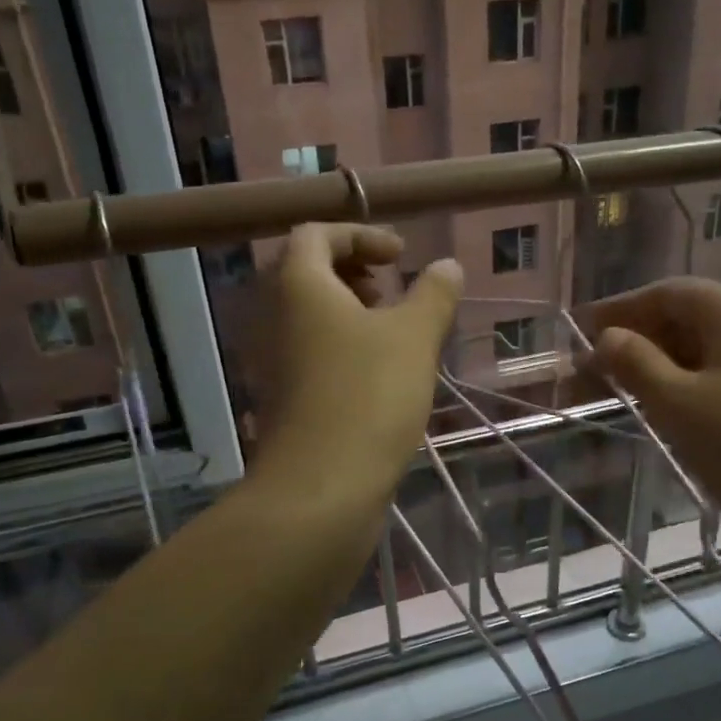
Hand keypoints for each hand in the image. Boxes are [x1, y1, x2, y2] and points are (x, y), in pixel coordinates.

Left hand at [254, 224, 461, 497]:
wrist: (321, 486)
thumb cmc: (368, 396)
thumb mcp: (413, 337)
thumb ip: (433, 294)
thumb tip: (448, 265)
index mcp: (298, 286)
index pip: (316, 234)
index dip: (360, 235)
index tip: (401, 257)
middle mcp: (274, 315)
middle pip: (306, 271)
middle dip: (353, 271)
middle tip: (392, 290)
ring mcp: (273, 358)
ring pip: (308, 314)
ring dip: (348, 309)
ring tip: (392, 332)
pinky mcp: (283, 395)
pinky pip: (308, 349)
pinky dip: (340, 344)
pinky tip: (378, 372)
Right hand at [585, 278, 720, 611]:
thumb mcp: (677, 404)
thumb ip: (635, 362)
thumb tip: (608, 336)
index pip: (667, 292)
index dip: (620, 308)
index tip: (581, 330)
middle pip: (690, 314)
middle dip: (639, 337)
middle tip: (597, 367)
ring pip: (711, 343)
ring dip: (665, 360)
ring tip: (629, 387)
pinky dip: (695, 377)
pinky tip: (677, 404)